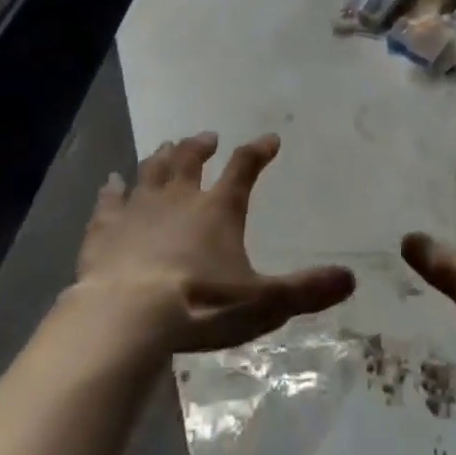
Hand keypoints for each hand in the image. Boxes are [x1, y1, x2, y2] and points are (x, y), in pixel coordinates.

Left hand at [76, 132, 355, 353]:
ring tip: (168, 146)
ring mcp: (139, 209)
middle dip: (201, 145)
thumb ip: (305, 290)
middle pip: (191, 159)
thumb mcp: (263, 303)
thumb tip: (350, 279)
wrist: (127, 316)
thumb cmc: (200, 305)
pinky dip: (111, 190)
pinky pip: (109, 201)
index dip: (258, 151)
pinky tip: (110, 182)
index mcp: (218, 208)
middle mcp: (179, 197)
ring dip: (162, 157)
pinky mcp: (105, 229)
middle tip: (208, 137)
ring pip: (152, 170)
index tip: (269, 139)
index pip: (244, 167)